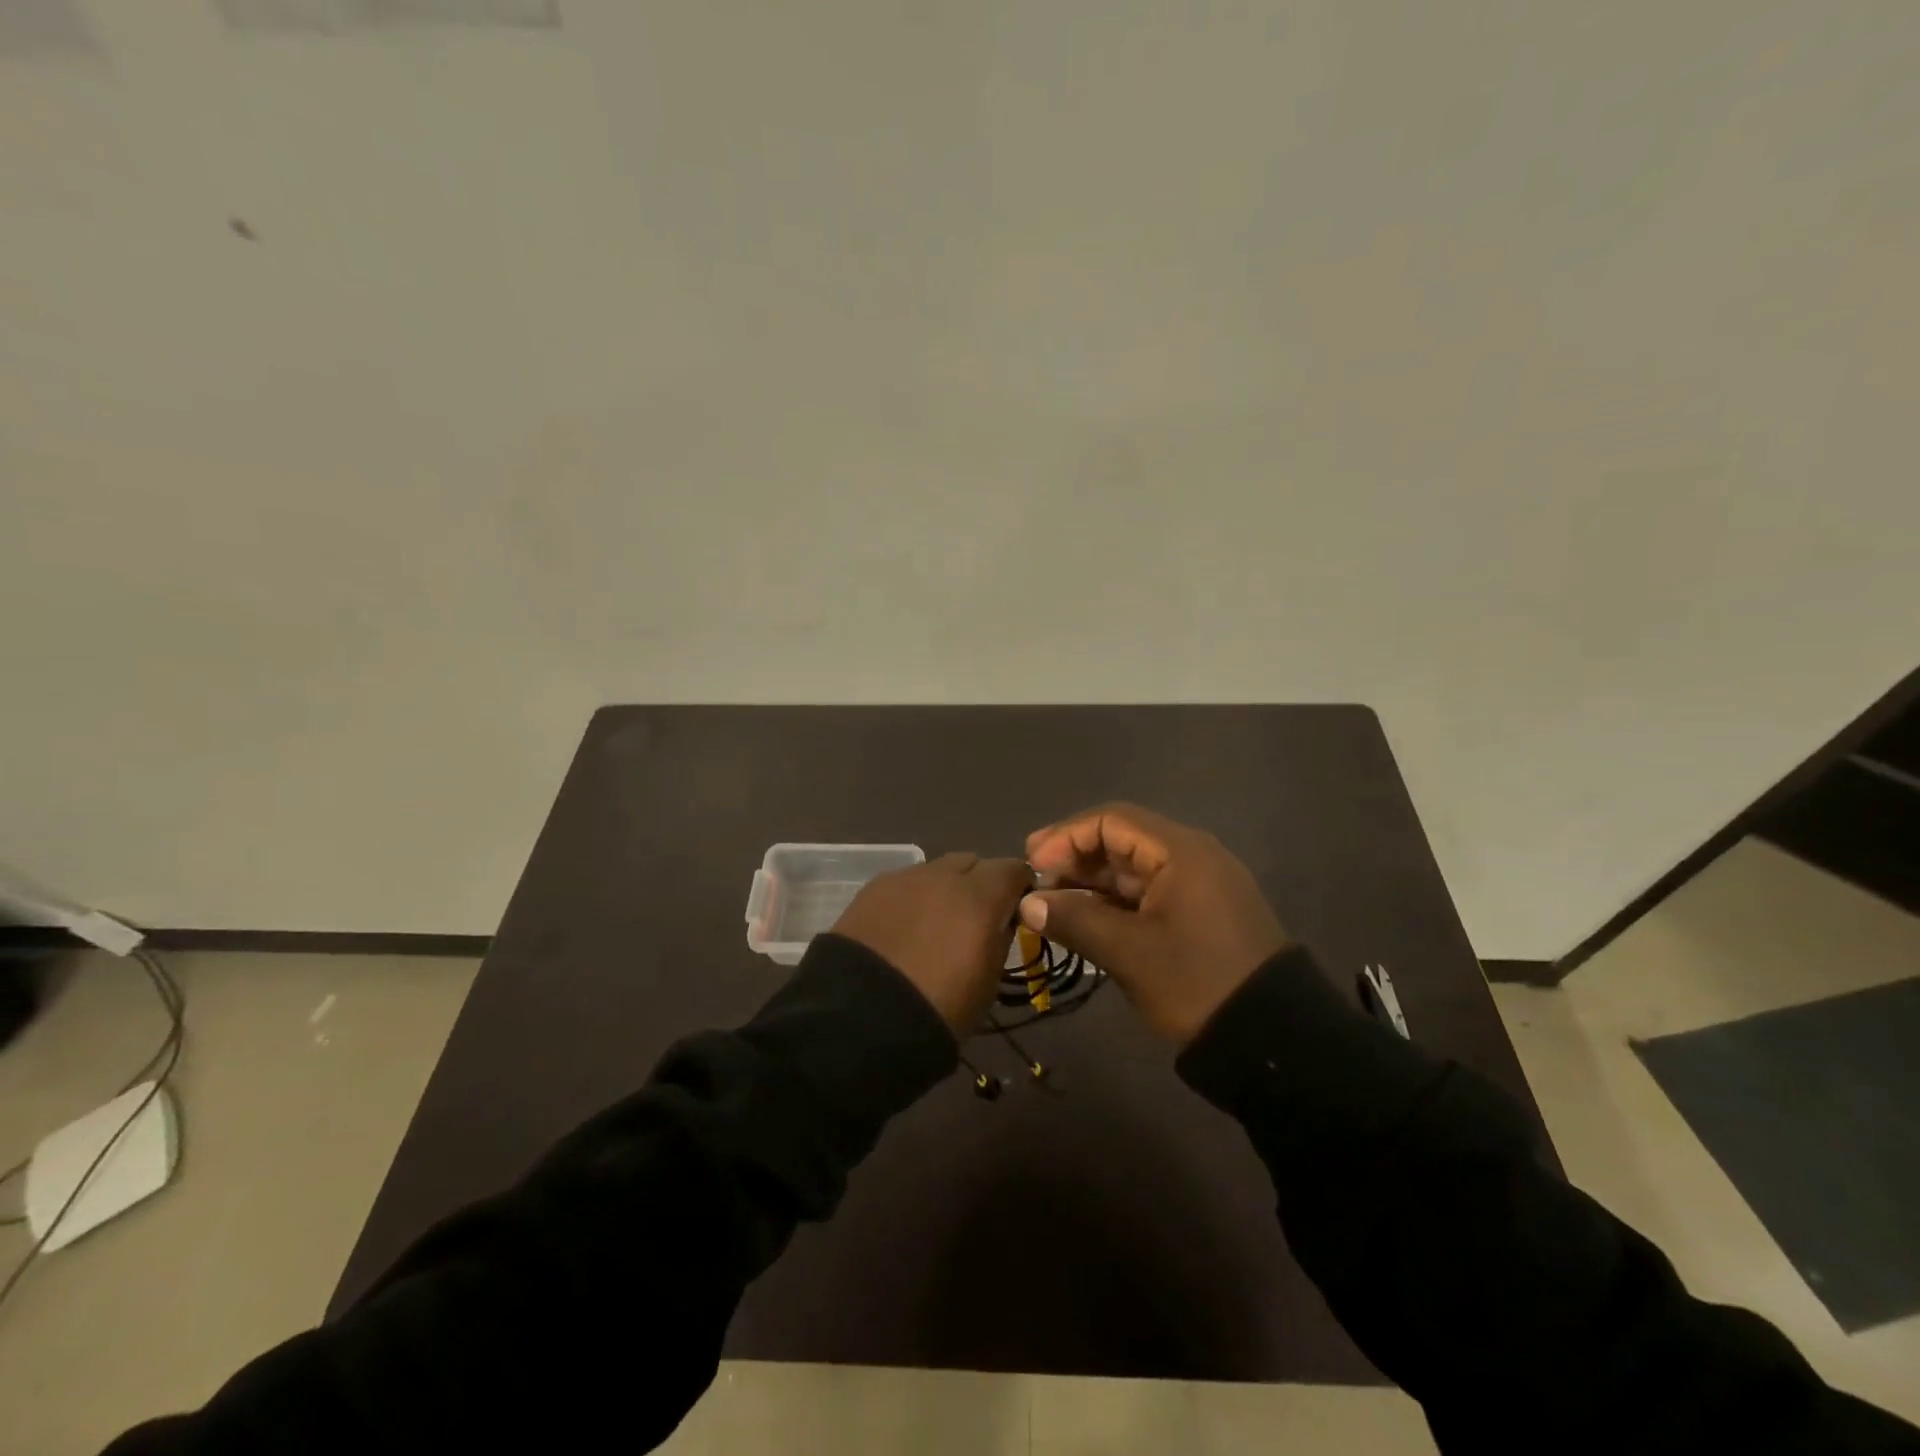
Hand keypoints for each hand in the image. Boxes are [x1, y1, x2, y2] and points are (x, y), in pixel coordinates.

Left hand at [833, 853, 1033, 1035]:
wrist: (861, 1018)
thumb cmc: (939, 1008)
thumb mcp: (988, 982)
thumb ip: (1000, 939)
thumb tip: (1003, 919)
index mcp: (980, 896)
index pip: (1013, 869)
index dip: (1019, 886)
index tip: (1018, 907)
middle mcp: (943, 875)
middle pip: (972, 863)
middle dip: (980, 883)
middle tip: (975, 917)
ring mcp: (904, 878)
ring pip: (936, 871)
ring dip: (944, 889)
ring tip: (934, 924)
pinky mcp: (872, 888)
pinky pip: (905, 884)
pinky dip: (912, 899)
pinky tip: (903, 928)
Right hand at [1021, 803, 1290, 1044]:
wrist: (1272, 1038)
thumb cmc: (1196, 982)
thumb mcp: (1128, 953)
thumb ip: (1074, 920)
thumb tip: (1028, 904)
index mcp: (1180, 852)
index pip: (1111, 820)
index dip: (1066, 836)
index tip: (1033, 863)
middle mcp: (1191, 857)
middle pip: (1122, 840)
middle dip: (1075, 858)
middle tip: (1037, 884)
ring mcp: (1198, 885)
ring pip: (1133, 869)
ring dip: (1092, 882)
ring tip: (1053, 905)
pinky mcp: (1200, 912)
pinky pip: (1148, 893)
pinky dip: (1114, 902)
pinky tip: (1086, 920)